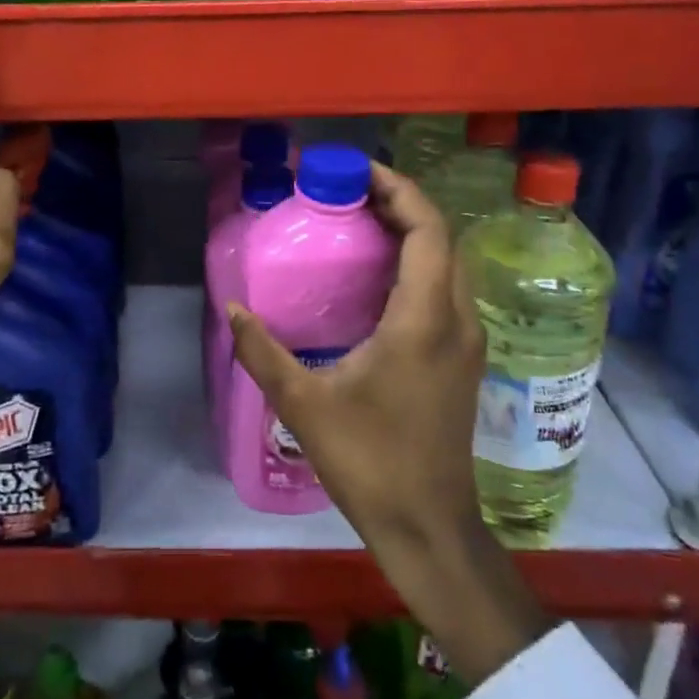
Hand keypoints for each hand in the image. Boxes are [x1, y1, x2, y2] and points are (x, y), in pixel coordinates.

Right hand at [228, 164, 550, 685]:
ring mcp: (466, 340)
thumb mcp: (304, 404)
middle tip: (349, 191)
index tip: (357, 171)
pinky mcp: (462, 358)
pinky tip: (378, 275)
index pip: (428, 229)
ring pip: (449, 262)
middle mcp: (457, 319)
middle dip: (401, 203)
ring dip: (412, 231)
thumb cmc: (370, 462)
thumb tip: (232, 307)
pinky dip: (418, 262)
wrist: (429, 527)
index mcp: (424, 319)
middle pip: (443, 237)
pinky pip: (446, 288)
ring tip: (361, 221)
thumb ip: (263, 351)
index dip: (398, 189)